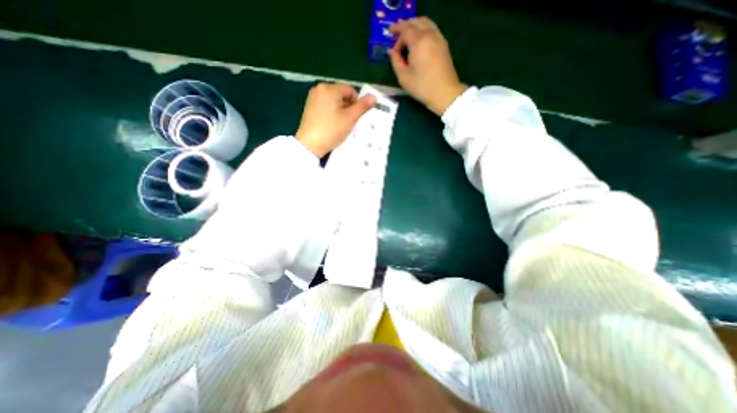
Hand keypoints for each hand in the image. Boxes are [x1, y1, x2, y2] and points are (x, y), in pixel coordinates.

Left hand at [295, 82, 376, 157]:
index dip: (356, 103)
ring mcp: (312, 98)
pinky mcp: (309, 107)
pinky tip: (331, 125)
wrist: (310, 145)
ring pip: (334, 101)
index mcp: (329, 88)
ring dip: (341, 111)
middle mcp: (319, 89)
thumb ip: (362, 107)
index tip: (355, 117)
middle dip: (348, 107)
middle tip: (348, 122)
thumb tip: (374, 97)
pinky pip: (326, 106)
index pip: (350, 90)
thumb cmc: (331, 130)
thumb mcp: (350, 118)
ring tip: (340, 125)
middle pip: (341, 95)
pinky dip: (332, 113)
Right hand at [386, 18, 465, 116]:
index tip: (392, 52)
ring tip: (406, 36)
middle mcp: (429, 35)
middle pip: (415, 22)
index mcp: (419, 41)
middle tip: (395, 34)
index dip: (396, 40)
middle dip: (404, 27)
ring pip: (425, 23)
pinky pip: (432, 29)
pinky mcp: (443, 45)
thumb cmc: (422, 87)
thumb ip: (395, 61)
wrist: (444, 93)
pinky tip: (418, 41)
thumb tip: (392, 52)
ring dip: (414, 26)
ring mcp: (438, 38)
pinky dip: (423, 30)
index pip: (404, 31)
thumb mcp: (403, 77)